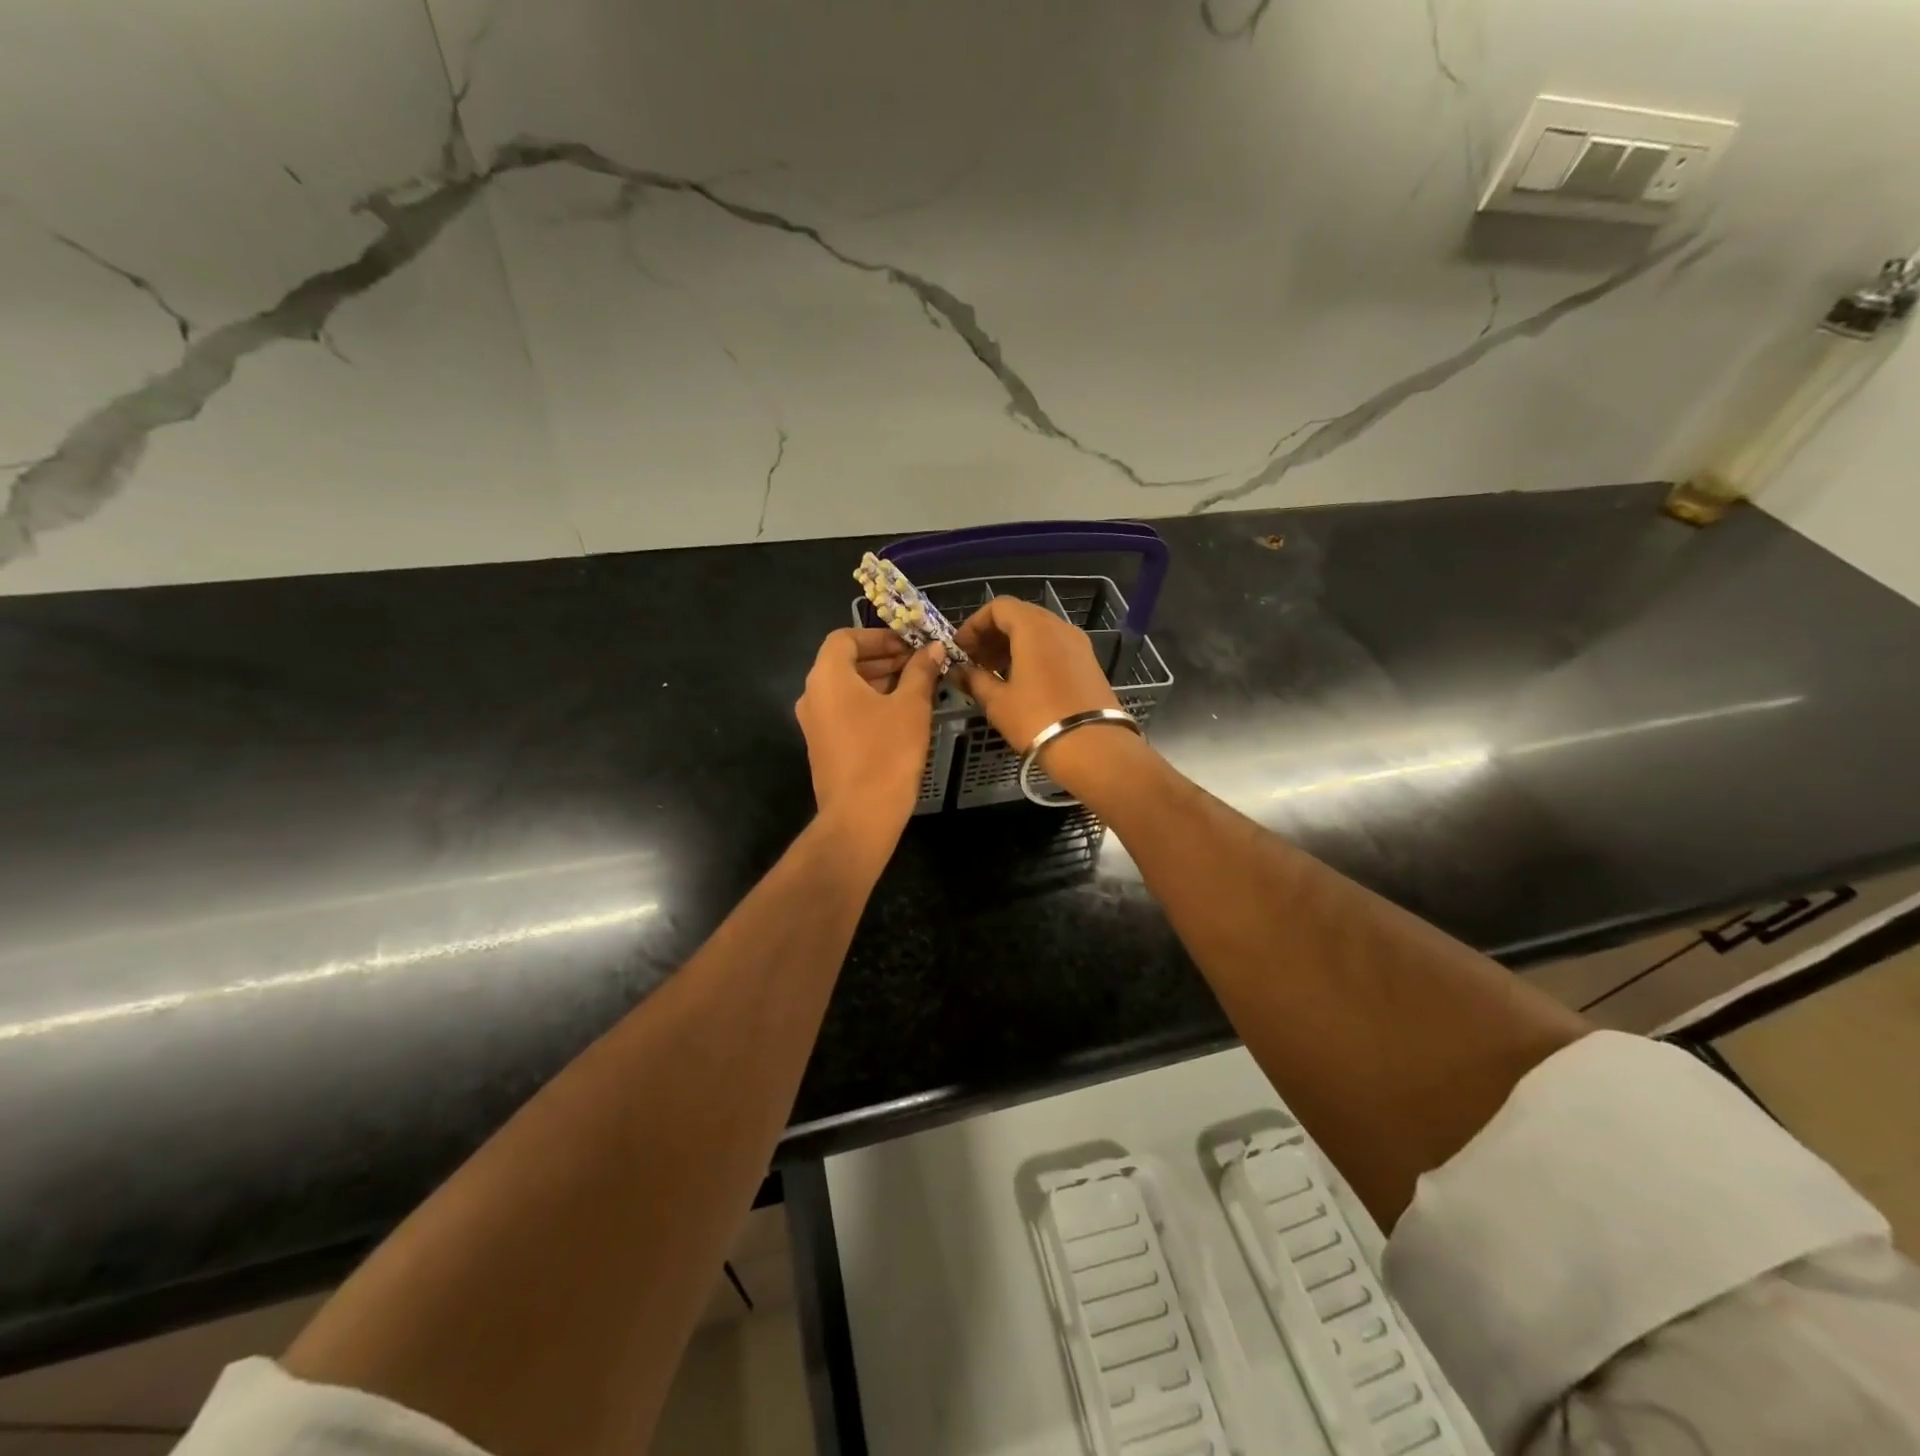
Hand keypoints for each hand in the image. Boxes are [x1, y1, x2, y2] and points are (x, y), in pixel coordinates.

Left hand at [794, 628, 943, 864]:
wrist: (860, 817)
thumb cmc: (886, 753)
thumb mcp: (911, 706)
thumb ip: (921, 671)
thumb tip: (934, 648)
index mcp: (827, 677)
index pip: (846, 638)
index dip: (879, 636)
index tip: (910, 645)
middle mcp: (812, 695)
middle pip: (845, 662)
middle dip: (884, 659)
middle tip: (920, 664)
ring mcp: (814, 723)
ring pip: (846, 689)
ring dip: (879, 682)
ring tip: (917, 688)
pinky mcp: (823, 747)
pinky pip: (845, 712)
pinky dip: (869, 704)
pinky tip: (901, 716)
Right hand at [953, 596, 1122, 750]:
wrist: (1094, 749)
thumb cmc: (1038, 720)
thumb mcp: (998, 702)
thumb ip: (974, 680)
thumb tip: (957, 671)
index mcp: (1034, 628)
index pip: (998, 607)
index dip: (974, 625)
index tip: (960, 650)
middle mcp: (1059, 627)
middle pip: (1019, 616)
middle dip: (992, 636)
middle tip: (974, 663)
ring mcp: (1078, 644)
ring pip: (1038, 633)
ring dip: (1012, 646)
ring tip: (994, 675)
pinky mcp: (1089, 664)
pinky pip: (1054, 648)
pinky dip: (1033, 656)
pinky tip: (1021, 684)